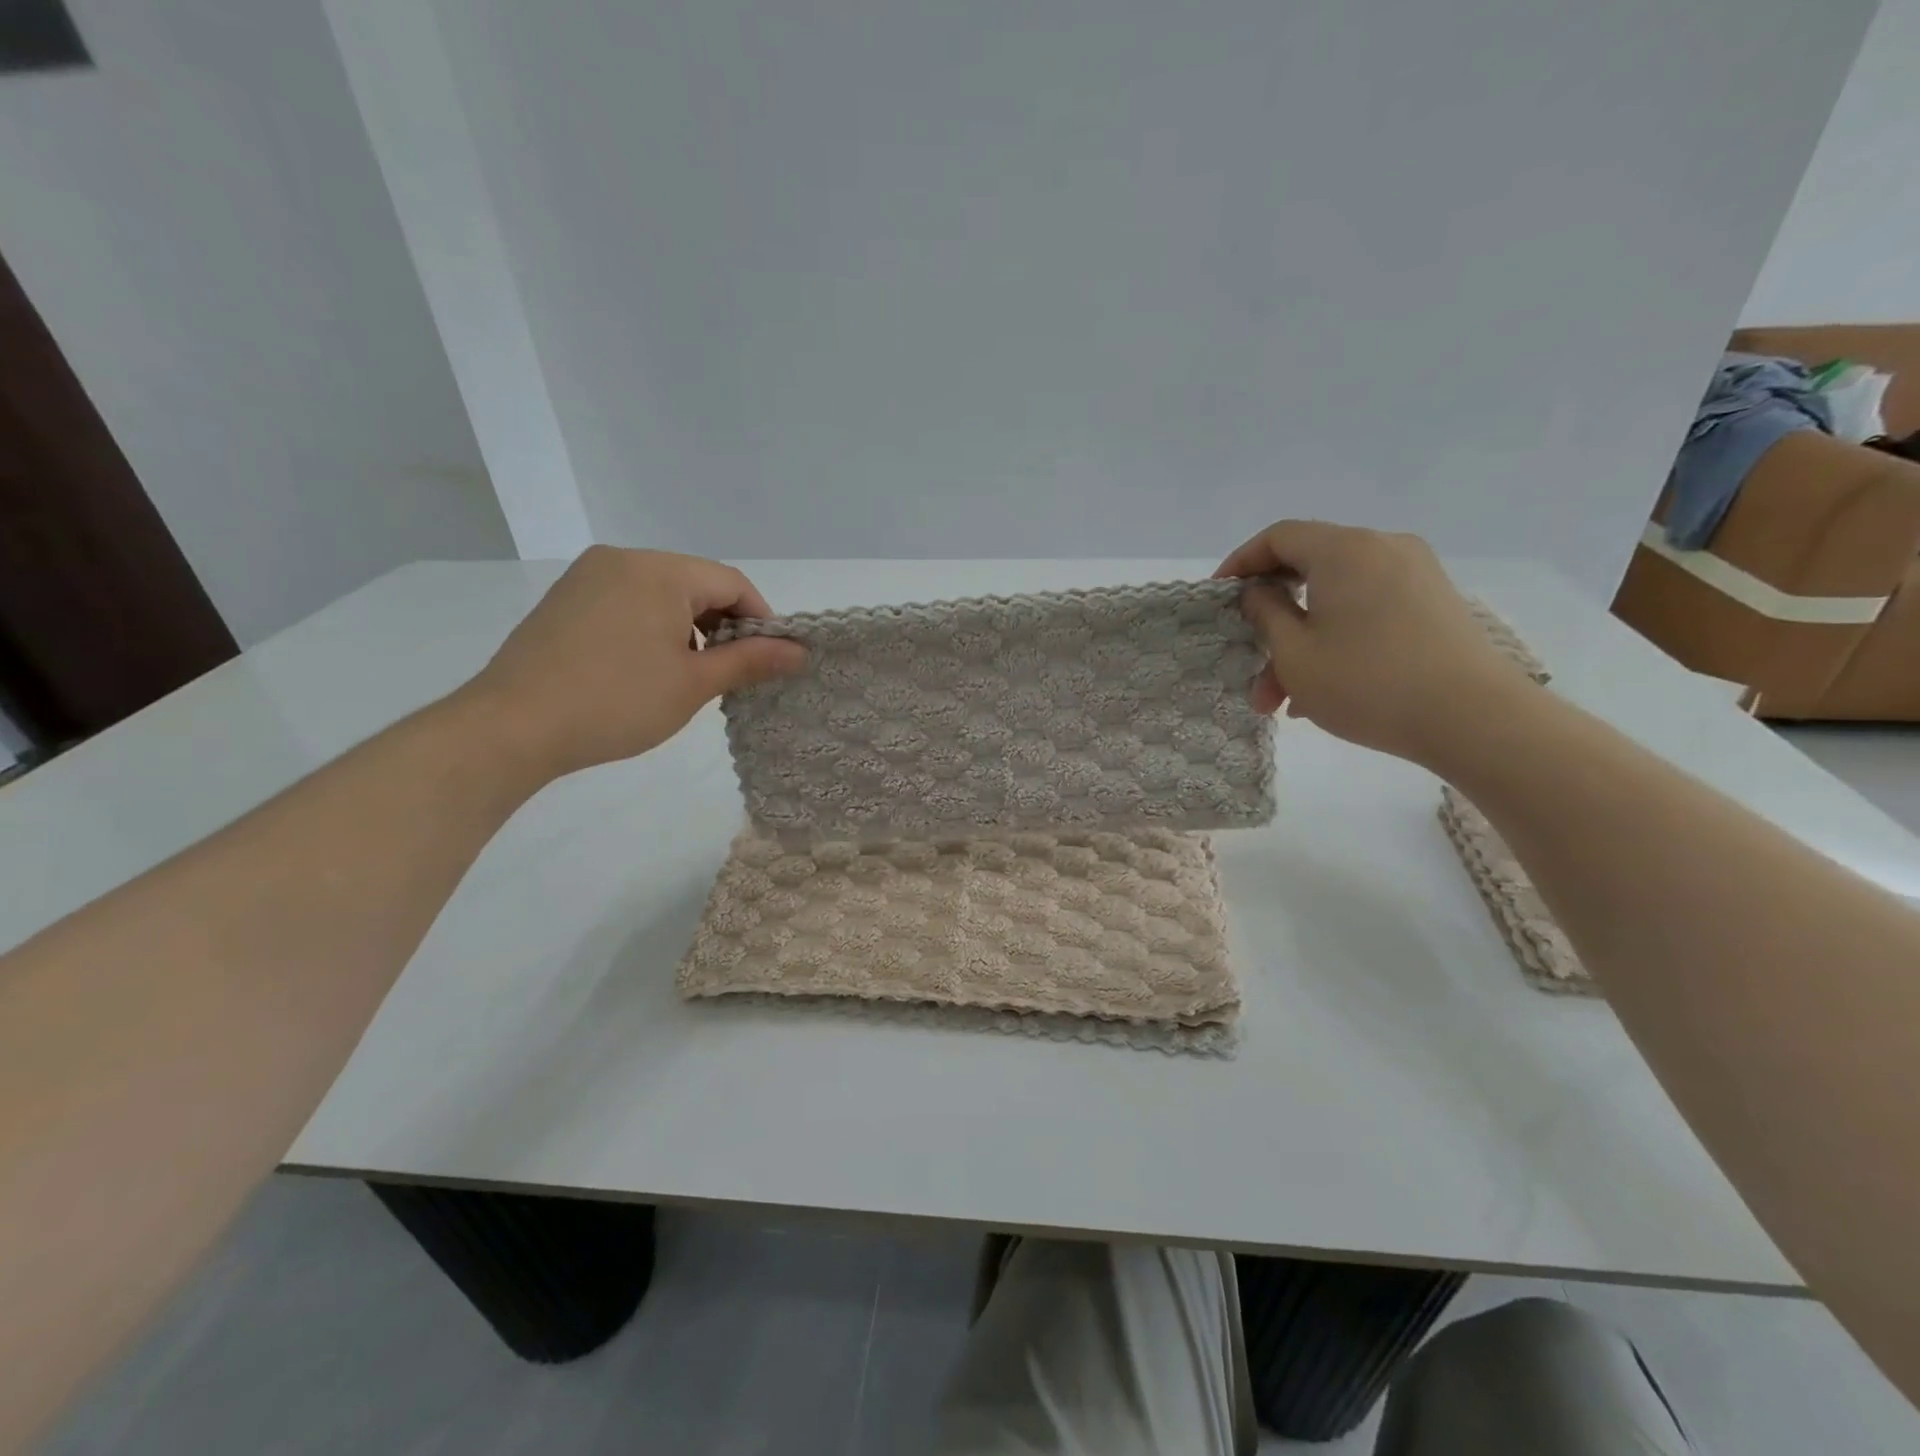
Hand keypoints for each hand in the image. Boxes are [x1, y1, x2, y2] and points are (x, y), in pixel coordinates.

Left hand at [458, 547, 805, 779]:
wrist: (513, 726)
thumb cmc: (616, 702)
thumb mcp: (693, 684)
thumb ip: (750, 660)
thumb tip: (800, 651)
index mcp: (659, 571)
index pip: (732, 583)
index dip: (761, 620)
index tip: (771, 660)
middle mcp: (622, 559)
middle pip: (696, 584)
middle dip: (723, 626)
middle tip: (731, 674)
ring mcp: (588, 577)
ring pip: (662, 594)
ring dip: (688, 628)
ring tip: (688, 676)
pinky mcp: (565, 599)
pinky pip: (628, 602)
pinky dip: (652, 628)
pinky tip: (646, 668)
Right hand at [1215, 521, 1529, 763]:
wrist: (1473, 718)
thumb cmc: (1367, 682)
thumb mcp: (1295, 653)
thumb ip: (1266, 613)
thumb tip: (1259, 591)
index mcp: (1344, 549)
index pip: (1278, 537)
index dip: (1241, 563)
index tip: (1218, 598)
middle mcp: (1382, 548)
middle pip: (1308, 571)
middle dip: (1272, 620)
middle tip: (1249, 661)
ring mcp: (1414, 576)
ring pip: (1337, 600)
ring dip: (1302, 643)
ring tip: (1284, 701)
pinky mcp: (1434, 605)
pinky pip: (1367, 612)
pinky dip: (1337, 641)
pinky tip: (1322, 693)